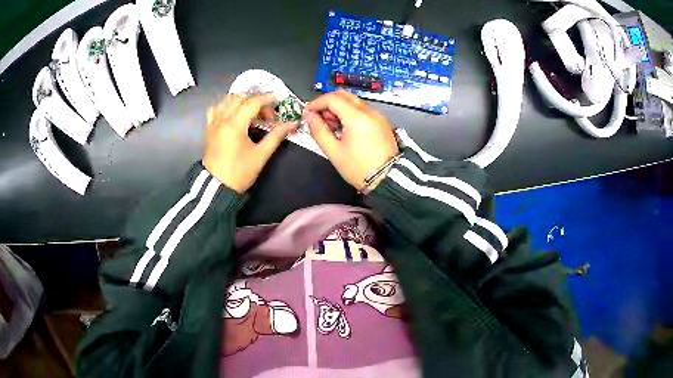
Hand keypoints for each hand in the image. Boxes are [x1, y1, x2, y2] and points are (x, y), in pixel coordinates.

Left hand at [202, 94, 297, 192]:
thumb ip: (276, 136)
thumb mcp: (261, 155)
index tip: (278, 99)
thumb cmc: (240, 172)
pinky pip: (216, 109)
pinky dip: (227, 106)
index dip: (267, 98)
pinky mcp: (209, 129)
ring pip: (227, 100)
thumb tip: (292, 124)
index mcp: (234, 125)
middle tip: (267, 114)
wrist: (217, 187)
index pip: (252, 102)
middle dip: (256, 101)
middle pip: (240, 98)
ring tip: (252, 112)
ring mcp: (213, 123)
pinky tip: (234, 114)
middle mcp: (222, 119)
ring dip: (242, 101)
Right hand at [303, 90, 398, 191]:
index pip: (332, 98)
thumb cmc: (359, 168)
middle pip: (343, 95)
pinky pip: (362, 109)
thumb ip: (319, 131)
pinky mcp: (381, 121)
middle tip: (318, 118)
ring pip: (353, 101)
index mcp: (357, 117)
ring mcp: (377, 115)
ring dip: (338, 107)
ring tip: (330, 126)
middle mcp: (369, 111)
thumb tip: (309, 116)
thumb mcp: (334, 151)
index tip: (307, 112)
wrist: (387, 179)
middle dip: (327, 103)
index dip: (316, 103)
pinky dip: (350, 113)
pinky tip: (344, 128)